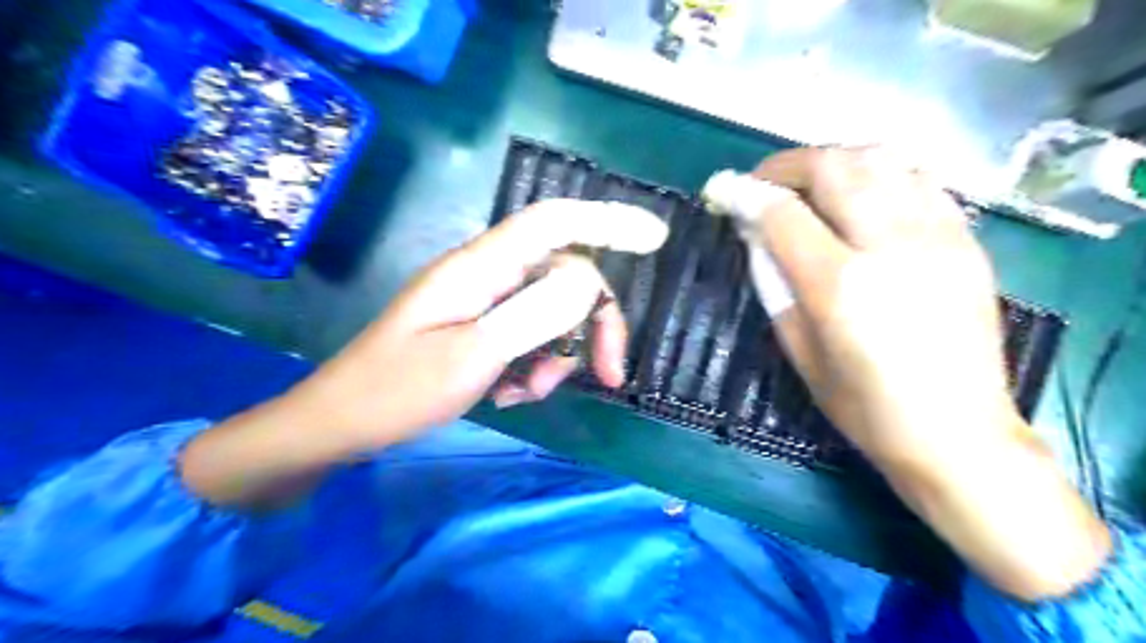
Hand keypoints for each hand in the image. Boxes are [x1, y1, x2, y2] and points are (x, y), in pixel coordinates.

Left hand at [295, 199, 668, 449]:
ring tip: (526, 394)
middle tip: (606, 376)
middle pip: (565, 278)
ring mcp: (484, 303)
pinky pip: (530, 337)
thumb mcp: (471, 357)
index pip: (554, 223)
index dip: (607, 221)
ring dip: (556, 357)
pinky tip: (510, 395)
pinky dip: (533, 368)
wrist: (340, 425)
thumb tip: (588, 283)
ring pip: (552, 314)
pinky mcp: (481, 329)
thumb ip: (533, 316)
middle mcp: (487, 276)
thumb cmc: (396, 391)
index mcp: (480, 268)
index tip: (655, 237)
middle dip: (592, 325)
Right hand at [744, 147, 1009, 468]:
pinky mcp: (967, 241)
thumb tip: (753, 234)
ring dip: (834, 160)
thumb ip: (773, 283)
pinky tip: (861, 193)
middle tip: (763, 183)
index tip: (723, 189)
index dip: (746, 194)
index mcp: (842, 285)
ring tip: (809, 183)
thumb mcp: (799, 350)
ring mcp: (939, 238)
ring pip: (882, 159)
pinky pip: (920, 180)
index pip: (783, 215)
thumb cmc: (864, 406)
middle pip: (834, 168)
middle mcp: (892, 247)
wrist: (958, 435)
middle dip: (787, 165)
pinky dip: (880, 172)